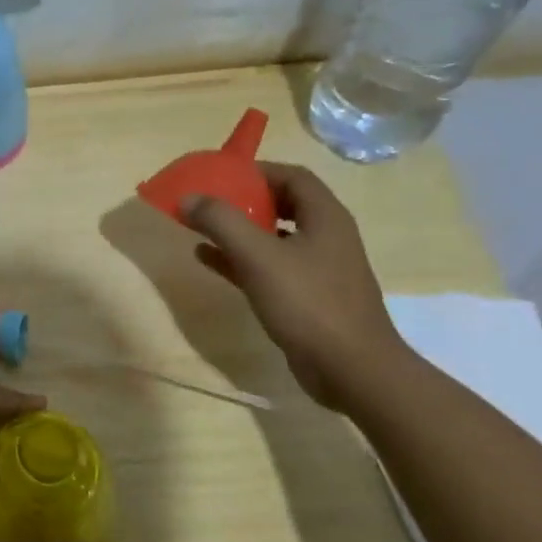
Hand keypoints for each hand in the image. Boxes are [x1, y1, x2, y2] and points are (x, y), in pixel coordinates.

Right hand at [182, 162, 409, 409]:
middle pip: (282, 204)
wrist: (353, 371)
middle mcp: (326, 236)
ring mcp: (318, 269)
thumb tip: (189, 197)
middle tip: (207, 201)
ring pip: (273, 237)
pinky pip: (269, 266)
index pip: (292, 176)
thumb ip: (222, 222)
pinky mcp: (307, 297)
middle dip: (243, 200)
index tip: (220, 175)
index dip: (257, 170)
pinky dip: (240, 259)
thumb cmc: (309, 304)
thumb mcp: (259, 257)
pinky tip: (208, 260)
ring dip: (239, 230)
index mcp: (325, 217)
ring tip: (200, 227)